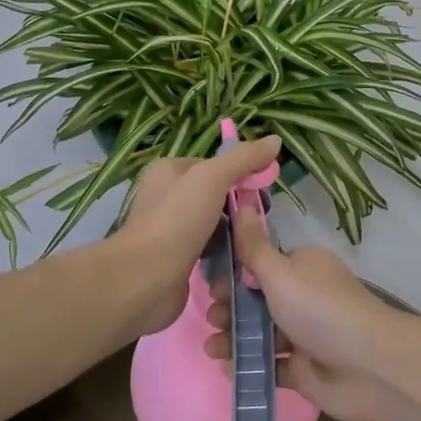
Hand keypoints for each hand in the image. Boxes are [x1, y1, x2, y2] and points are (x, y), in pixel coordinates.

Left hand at [113, 137, 282, 333]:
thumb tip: (275, 140)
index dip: (242, 175)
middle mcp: (167, 196)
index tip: (264, 192)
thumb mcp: (212, 178)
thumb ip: (244, 158)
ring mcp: (172, 230)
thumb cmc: (177, 220)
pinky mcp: (178, 259)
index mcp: (169, 170)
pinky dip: (225, 255)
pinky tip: (240, 262)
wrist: (145, 279)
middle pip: (217, 195)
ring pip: (215, 224)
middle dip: (240, 207)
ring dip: (235, 233)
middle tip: (260, 221)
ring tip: (253, 243)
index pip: (215, 166)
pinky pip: (210, 250)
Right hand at [205, 204, 401, 420]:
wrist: (369, 368)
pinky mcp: (305, 369)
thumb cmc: (319, 310)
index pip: (262, 264)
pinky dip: (249, 365)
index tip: (210, 284)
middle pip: (258, 299)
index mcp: (302, 266)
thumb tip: (240, 201)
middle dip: (231, 307)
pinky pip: (270, 364)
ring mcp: (305, 335)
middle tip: (210, 317)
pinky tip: (226, 368)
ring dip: (233, 338)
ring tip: (211, 348)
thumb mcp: (280, 272)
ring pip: (261, 332)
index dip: (234, 273)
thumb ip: (253, 245)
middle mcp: (305, 296)